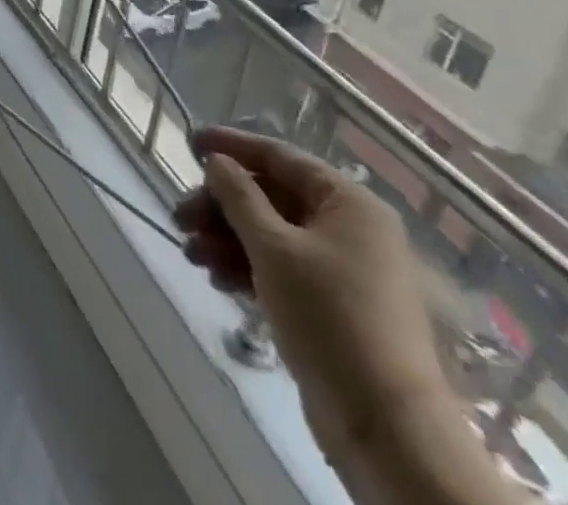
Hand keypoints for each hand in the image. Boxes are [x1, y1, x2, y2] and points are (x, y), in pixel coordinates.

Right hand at [175, 128, 448, 463]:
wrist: (386, 426)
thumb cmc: (329, 316)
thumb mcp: (273, 247)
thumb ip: (238, 196)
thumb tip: (218, 162)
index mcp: (348, 203)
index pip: (280, 156)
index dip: (232, 146)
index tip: (189, 142)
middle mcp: (350, 229)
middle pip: (271, 198)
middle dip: (221, 206)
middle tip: (181, 218)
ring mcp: (343, 270)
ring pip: (271, 235)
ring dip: (227, 239)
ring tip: (192, 255)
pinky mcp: (333, 306)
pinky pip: (281, 269)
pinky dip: (247, 267)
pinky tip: (217, 280)